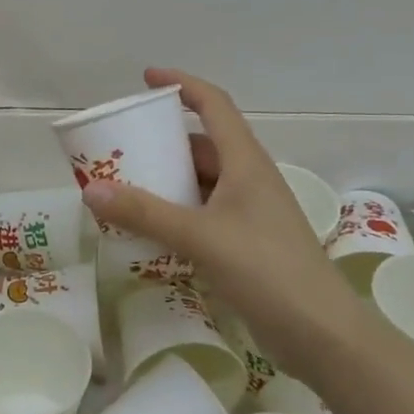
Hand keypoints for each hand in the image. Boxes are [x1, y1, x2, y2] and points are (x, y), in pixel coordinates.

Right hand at [79, 69, 354, 351]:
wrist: (323, 335)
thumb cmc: (267, 270)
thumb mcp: (200, 237)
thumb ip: (145, 213)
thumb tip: (90, 190)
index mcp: (245, 161)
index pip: (213, 104)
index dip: (181, 84)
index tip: (146, 78)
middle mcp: (248, 179)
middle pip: (202, 143)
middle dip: (163, 140)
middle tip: (122, 146)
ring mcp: (249, 212)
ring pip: (201, 180)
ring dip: (167, 179)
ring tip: (125, 185)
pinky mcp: (246, 242)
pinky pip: (202, 212)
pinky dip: (175, 211)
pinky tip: (149, 227)